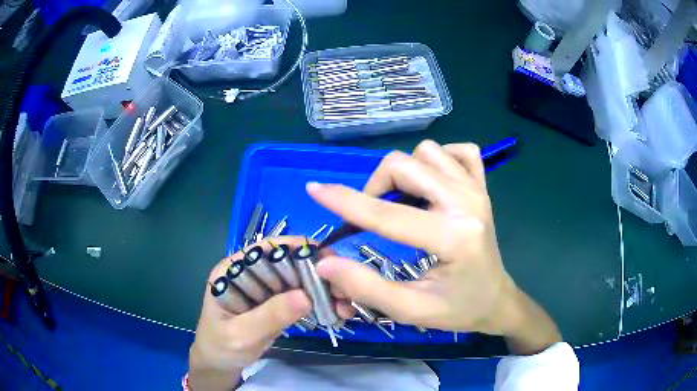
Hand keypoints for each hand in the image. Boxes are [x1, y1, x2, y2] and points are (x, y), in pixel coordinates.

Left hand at [189, 237, 353, 389]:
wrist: (220, 364)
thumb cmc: (221, 347)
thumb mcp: (241, 334)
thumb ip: (269, 316)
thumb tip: (305, 296)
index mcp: (232, 270)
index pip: (266, 249)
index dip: (296, 250)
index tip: (326, 261)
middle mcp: (249, 272)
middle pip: (286, 261)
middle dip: (315, 271)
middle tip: (342, 287)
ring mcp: (263, 287)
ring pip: (296, 278)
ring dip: (320, 287)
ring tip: (342, 302)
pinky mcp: (274, 302)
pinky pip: (298, 295)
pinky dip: (316, 301)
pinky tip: (332, 309)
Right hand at [308, 140, 560, 353]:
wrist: (496, 300)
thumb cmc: (458, 310)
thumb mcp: (411, 310)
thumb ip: (367, 287)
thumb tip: (325, 264)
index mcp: (452, 237)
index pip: (387, 214)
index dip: (345, 202)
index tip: (315, 190)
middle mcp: (466, 202)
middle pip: (404, 165)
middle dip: (375, 187)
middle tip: (373, 216)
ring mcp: (477, 189)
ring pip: (427, 152)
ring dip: (405, 172)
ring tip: (403, 201)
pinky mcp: (482, 186)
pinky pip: (459, 151)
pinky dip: (439, 159)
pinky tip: (433, 182)